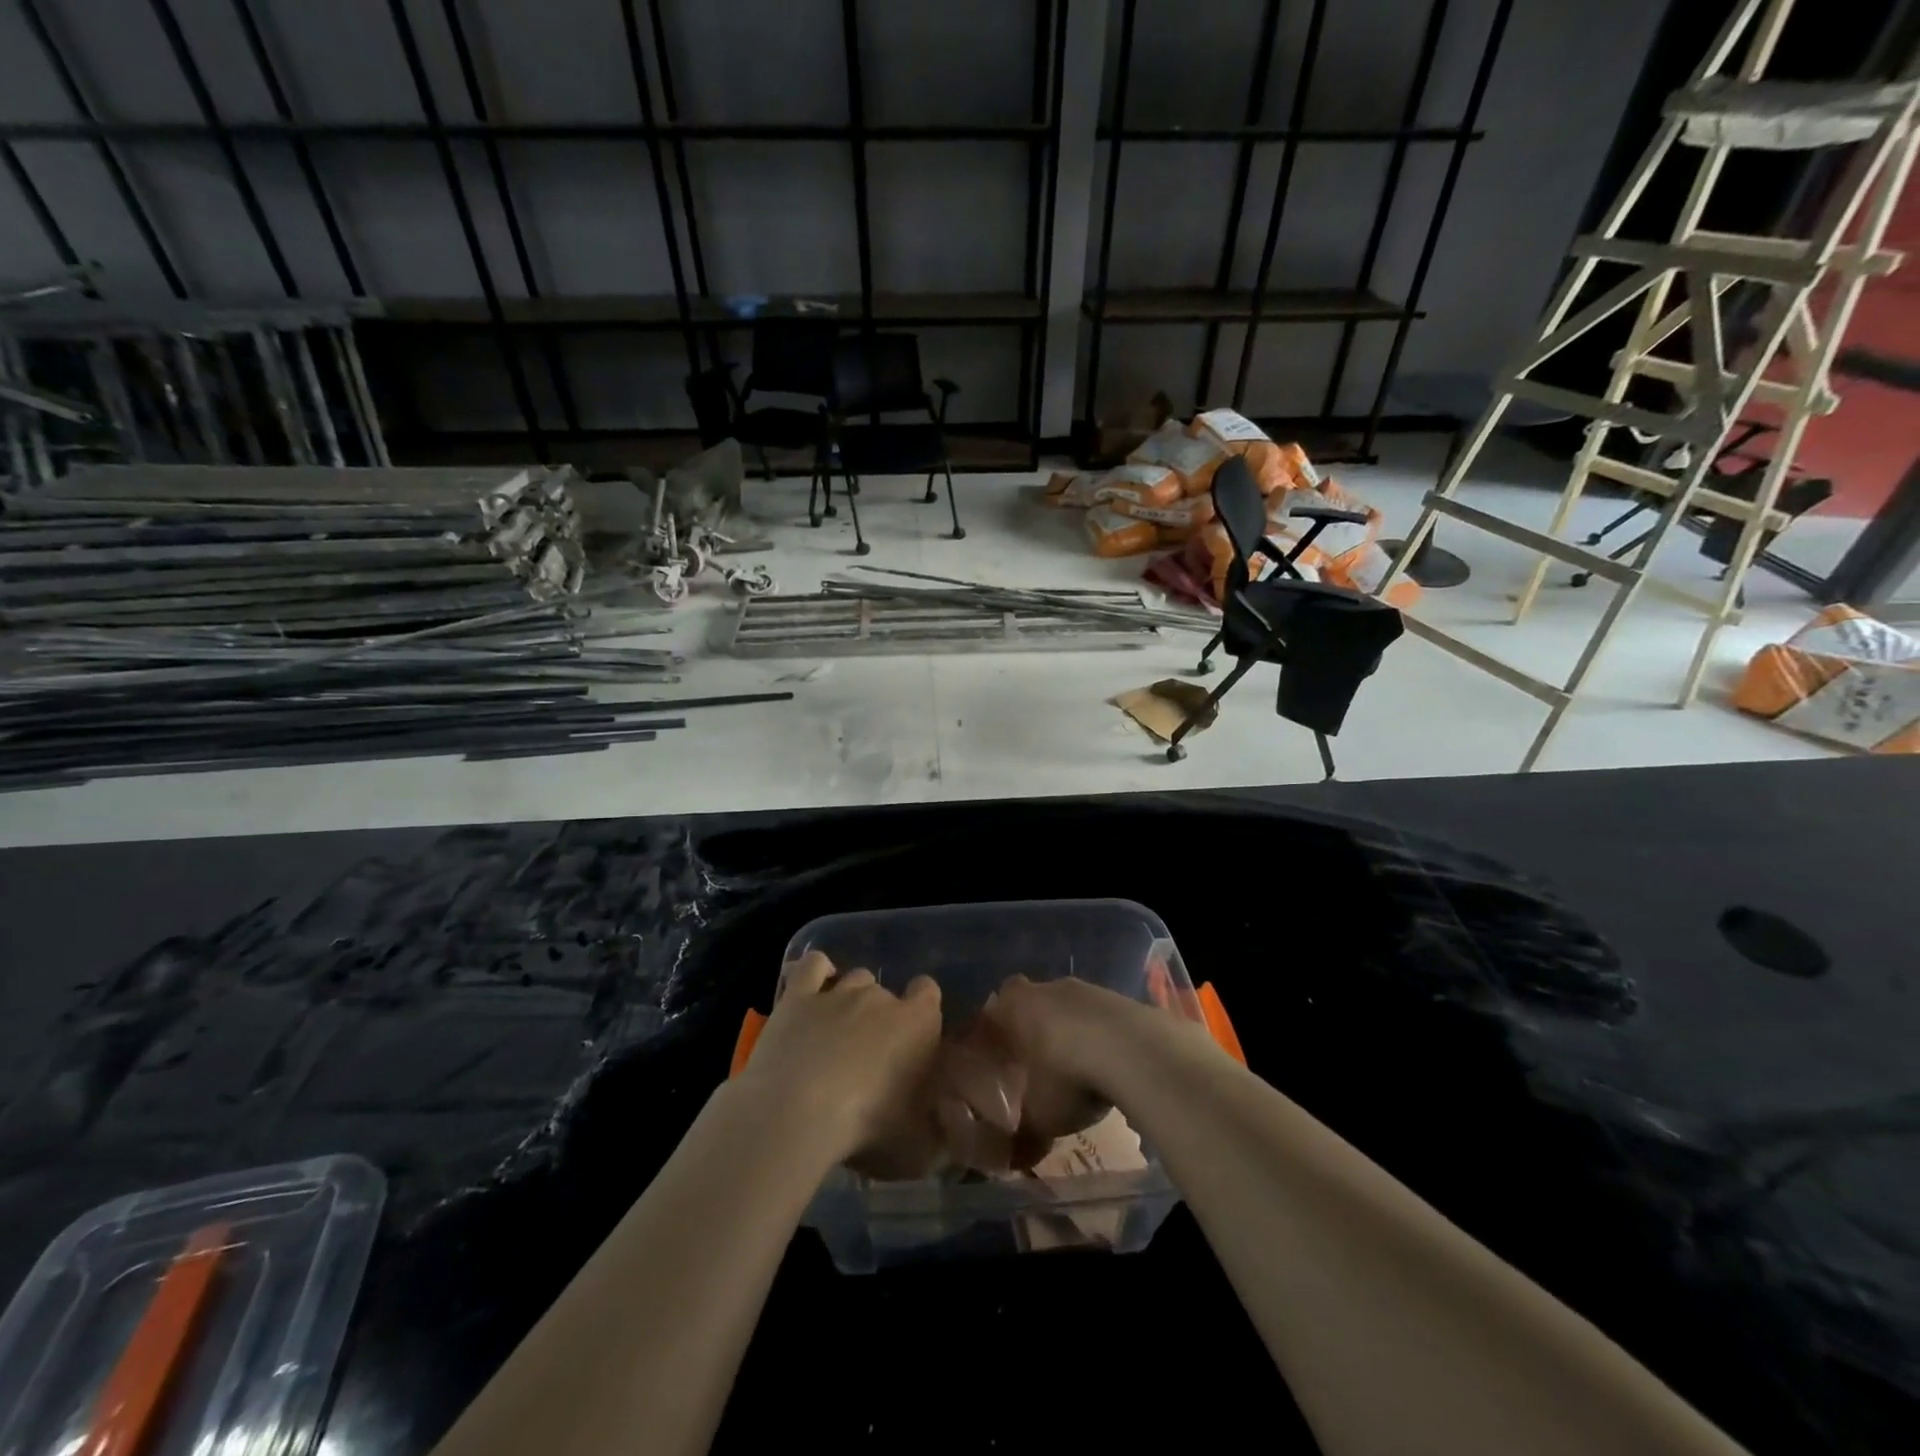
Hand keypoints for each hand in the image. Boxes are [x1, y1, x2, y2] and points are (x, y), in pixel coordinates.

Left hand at [736, 951, 943, 1172]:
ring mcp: (838, 992)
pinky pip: (812, 966)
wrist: (796, 1114)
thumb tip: (945, 1132)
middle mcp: (880, 997)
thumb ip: (937, 1132)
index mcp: (918, 1023)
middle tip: (868, 1058)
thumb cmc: (867, 1129)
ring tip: (836, 1034)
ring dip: (851, 1000)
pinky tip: (813, 992)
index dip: (923, 1010)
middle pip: (886, 993)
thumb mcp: (918, 1147)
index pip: (930, 992)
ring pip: (854, 979)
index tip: (914, 1041)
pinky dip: (817, 973)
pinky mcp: (798, 996)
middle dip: (881, 1018)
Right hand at [980, 975, 1216, 1163]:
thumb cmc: (1069, 1077)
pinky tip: (1112, 1066)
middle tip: (1039, 1066)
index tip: (1003, 1054)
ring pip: (1073, 1008)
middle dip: (1037, 1029)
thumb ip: (1023, 1137)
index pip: (997, 1005)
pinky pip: (1105, 1018)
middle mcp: (1051, 988)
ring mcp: (1090, 990)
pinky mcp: (1124, 1000)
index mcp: (1018, 1006)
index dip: (999, 1027)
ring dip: (1074, 1032)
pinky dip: (1105, 1037)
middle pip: (1037, 1002)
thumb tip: (1012, 1162)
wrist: (1137, 1052)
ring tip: (1080, 1070)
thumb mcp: (1041, 1118)